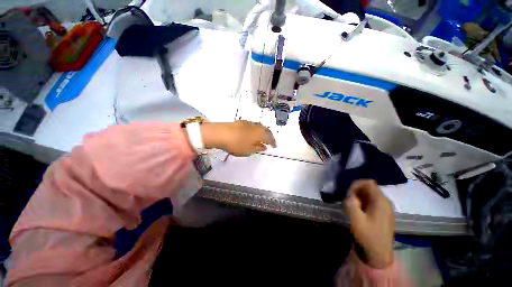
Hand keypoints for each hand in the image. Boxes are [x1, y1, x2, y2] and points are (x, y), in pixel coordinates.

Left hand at [200, 120, 275, 155]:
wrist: (220, 133)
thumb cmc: (235, 144)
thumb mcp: (248, 150)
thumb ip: (257, 148)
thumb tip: (264, 147)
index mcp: (259, 134)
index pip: (269, 138)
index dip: (273, 142)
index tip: (274, 147)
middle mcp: (256, 126)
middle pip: (266, 130)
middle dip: (270, 136)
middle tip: (271, 141)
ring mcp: (249, 123)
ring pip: (260, 126)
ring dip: (264, 131)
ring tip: (263, 137)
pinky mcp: (242, 122)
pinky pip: (254, 125)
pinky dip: (257, 129)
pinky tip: (253, 133)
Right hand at [344, 180, 394, 268]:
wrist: (379, 254)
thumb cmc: (368, 236)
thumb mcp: (356, 220)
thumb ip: (351, 204)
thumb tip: (349, 195)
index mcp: (381, 201)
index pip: (368, 183)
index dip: (356, 184)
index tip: (348, 193)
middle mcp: (385, 201)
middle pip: (368, 187)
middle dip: (356, 191)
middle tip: (348, 200)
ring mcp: (385, 207)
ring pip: (369, 194)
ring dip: (358, 196)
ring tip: (351, 206)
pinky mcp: (382, 213)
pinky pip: (371, 201)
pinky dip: (362, 202)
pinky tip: (357, 210)